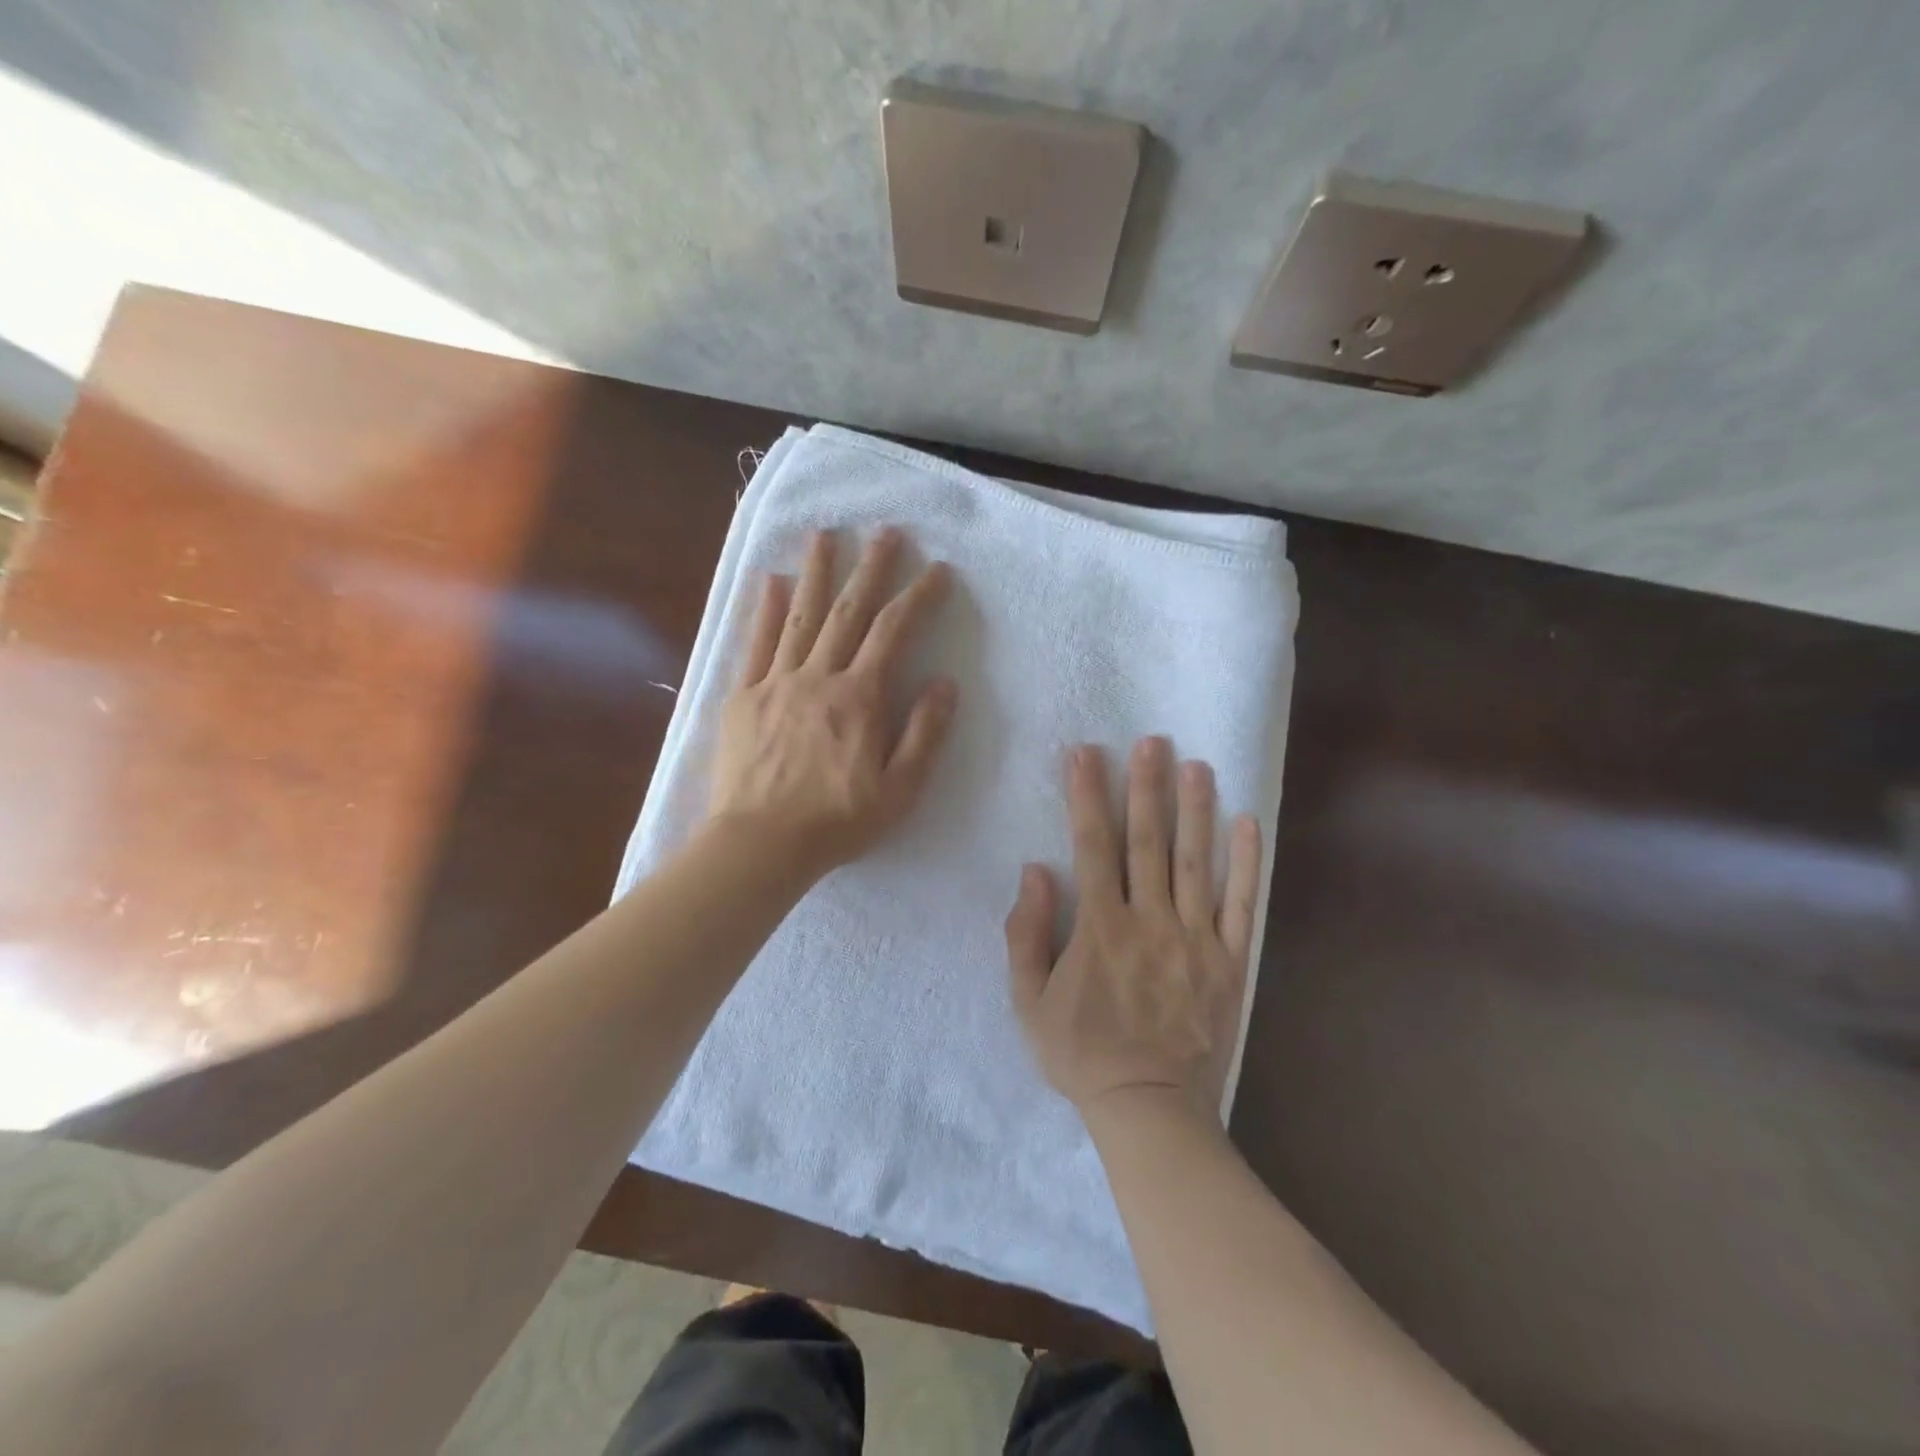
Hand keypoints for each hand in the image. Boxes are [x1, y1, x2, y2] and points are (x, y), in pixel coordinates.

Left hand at [710, 527, 957, 879]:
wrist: (760, 845)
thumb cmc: (837, 821)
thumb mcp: (899, 789)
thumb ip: (924, 733)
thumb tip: (945, 683)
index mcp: (859, 698)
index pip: (894, 632)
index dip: (918, 597)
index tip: (937, 570)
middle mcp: (818, 677)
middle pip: (847, 612)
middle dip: (870, 568)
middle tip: (885, 531)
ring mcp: (776, 683)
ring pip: (799, 617)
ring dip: (815, 573)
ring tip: (824, 535)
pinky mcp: (742, 698)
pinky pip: (755, 645)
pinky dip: (764, 610)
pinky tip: (769, 581)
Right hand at [1005, 738, 1262, 1124]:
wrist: (1150, 1108)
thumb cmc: (1082, 1053)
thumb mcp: (1029, 1001)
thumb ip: (1026, 934)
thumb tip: (1035, 871)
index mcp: (1100, 927)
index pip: (1092, 847)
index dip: (1087, 797)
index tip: (1086, 753)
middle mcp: (1149, 921)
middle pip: (1148, 842)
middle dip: (1146, 787)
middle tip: (1151, 741)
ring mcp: (1195, 939)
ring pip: (1196, 863)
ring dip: (1196, 811)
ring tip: (1197, 765)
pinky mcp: (1229, 961)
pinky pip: (1239, 905)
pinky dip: (1245, 863)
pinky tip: (1248, 823)